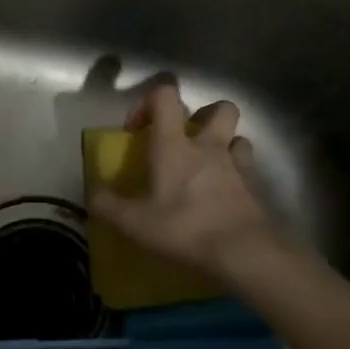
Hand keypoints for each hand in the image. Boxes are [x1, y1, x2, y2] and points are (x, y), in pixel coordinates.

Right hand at [88, 83, 287, 281]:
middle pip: (219, 108)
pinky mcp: (257, 189)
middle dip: (204, 115)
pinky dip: (238, 176)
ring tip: (210, 167)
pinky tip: (226, 195)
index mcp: (174, 145)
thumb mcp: (134, 223)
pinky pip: (249, 170)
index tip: (137, 129)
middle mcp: (208, 146)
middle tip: (187, 139)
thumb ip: (107, 206)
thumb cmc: (185, 229)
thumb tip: (92, 194)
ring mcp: (238, 165)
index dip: (148, 101)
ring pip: (239, 137)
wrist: (245, 253)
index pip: (165, 95)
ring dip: (225, 145)